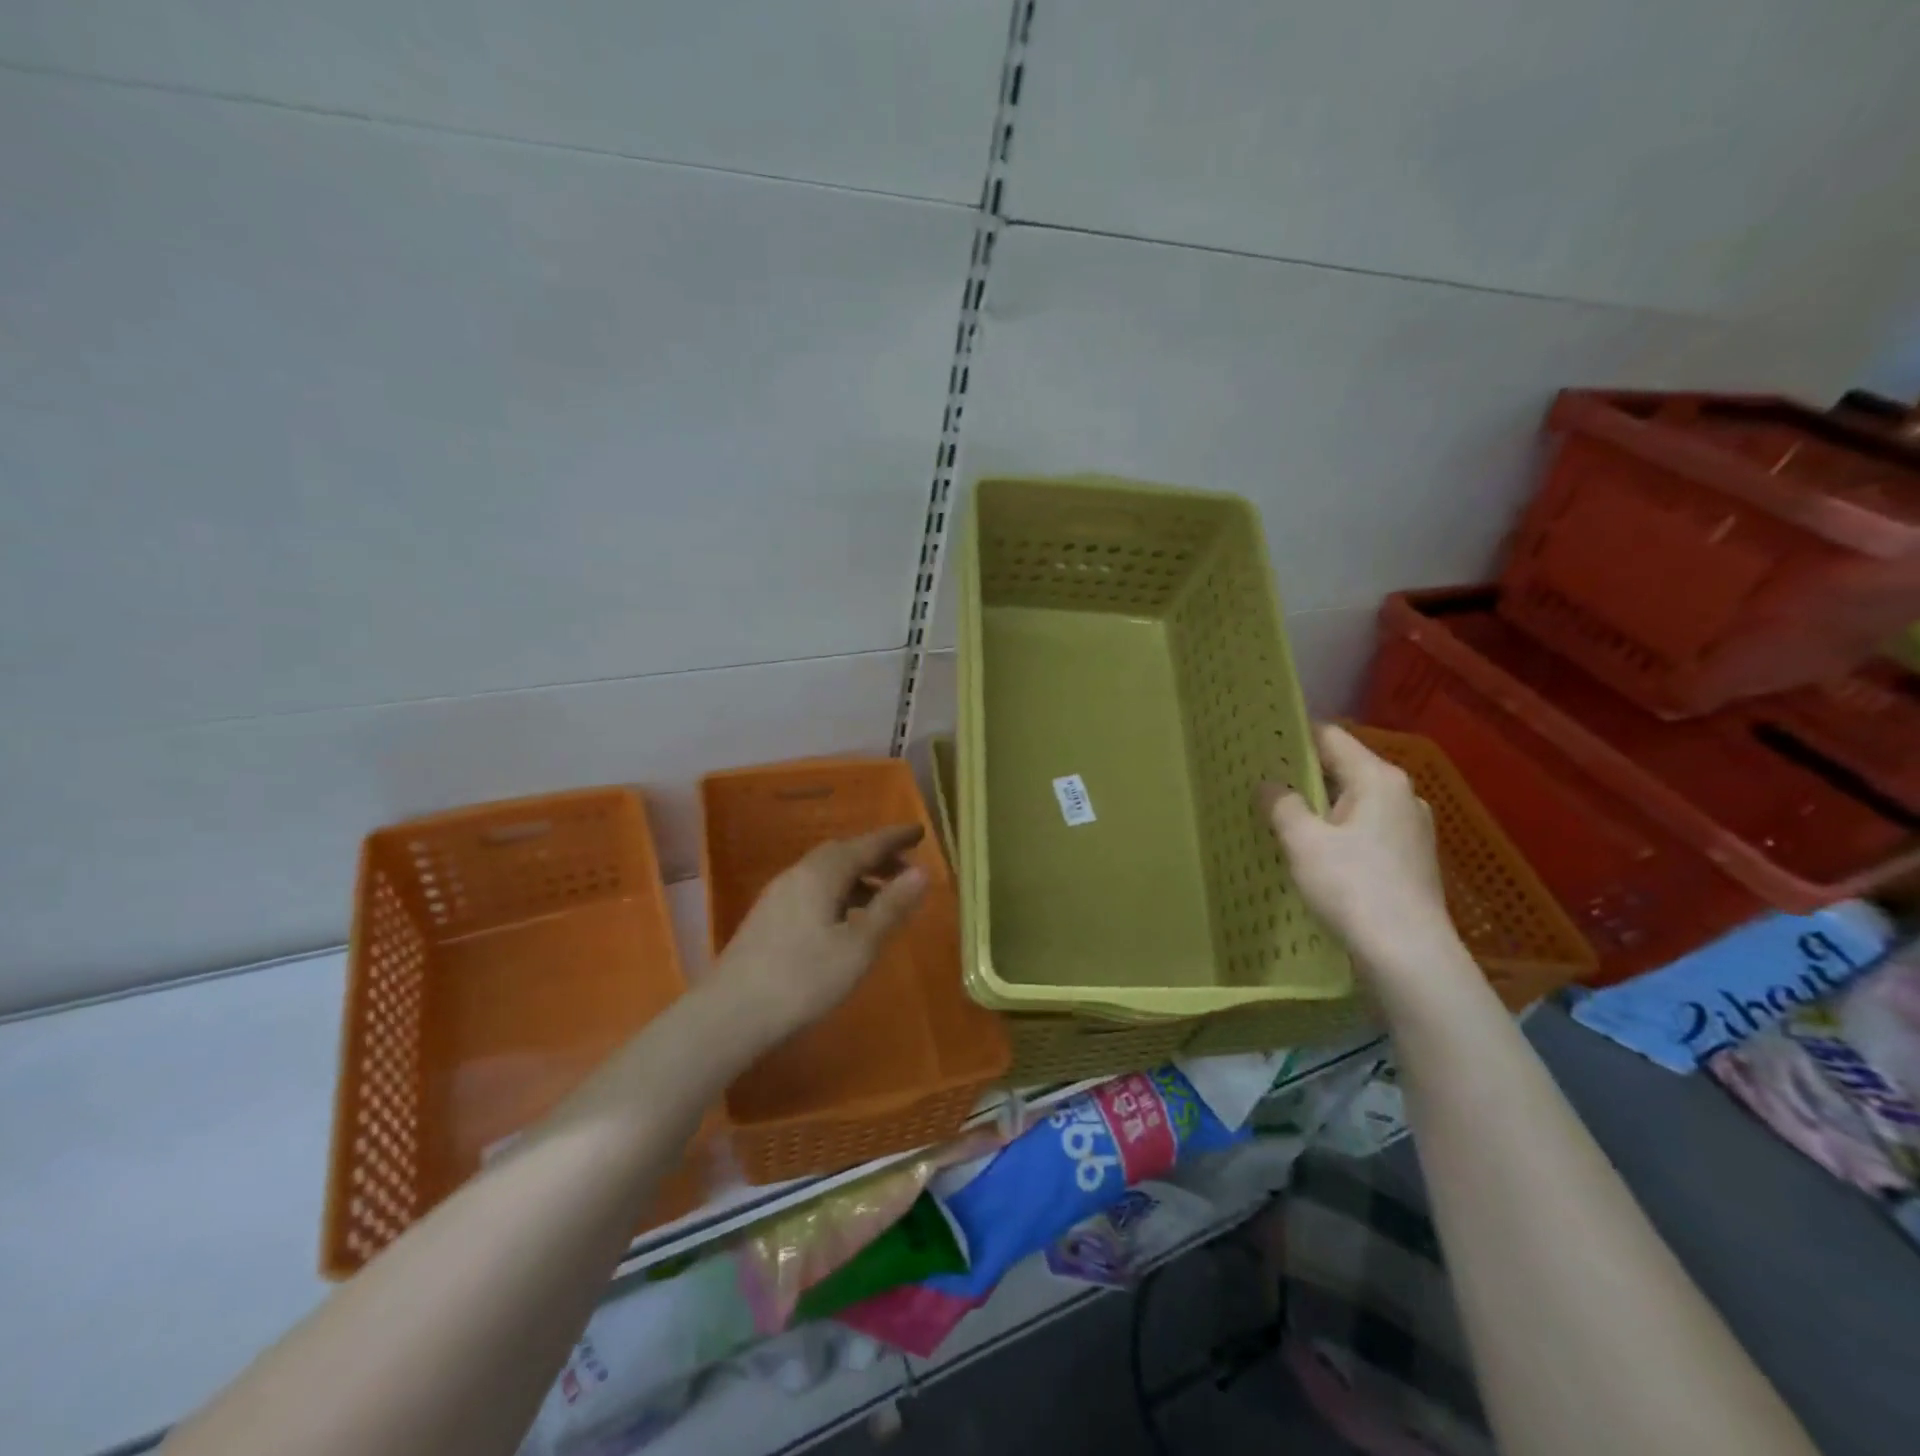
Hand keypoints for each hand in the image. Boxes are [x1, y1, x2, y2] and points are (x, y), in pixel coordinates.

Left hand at [710, 825, 929, 1047]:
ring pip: (826, 872)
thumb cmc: (803, 978)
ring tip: (883, 898)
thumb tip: (922, 871)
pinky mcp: (768, 918)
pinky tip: (845, 920)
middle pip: (843, 853)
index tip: (920, 831)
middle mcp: (798, 873)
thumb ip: (891, 907)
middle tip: (906, 868)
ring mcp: (779, 895)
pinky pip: (813, 889)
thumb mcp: (859, 945)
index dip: (895, 838)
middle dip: (876, 857)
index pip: (867, 844)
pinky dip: (839, 892)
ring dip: (858, 877)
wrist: (729, 1014)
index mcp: (822, 872)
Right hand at [1260, 724, 1466, 997]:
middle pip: (1345, 769)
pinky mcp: (1412, 859)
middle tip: (1262, 781)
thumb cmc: (1353, 886)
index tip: (1261, 741)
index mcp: (1379, 779)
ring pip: (1355, 803)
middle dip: (1304, 775)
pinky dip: (1339, 832)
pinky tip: (1316, 852)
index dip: (1295, 736)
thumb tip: (1268, 784)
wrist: (1408, 954)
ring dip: (1321, 807)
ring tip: (1282, 817)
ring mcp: (1412, 828)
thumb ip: (1281, 805)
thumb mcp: (1303, 842)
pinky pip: (1367, 830)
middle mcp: (1402, 795)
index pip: (1331, 738)